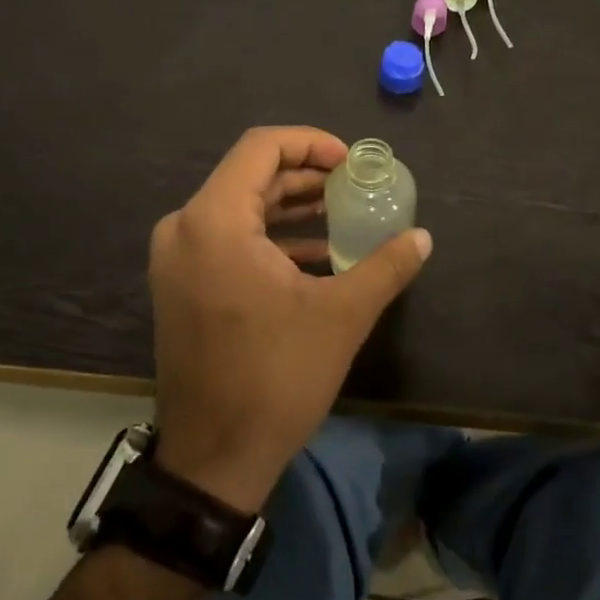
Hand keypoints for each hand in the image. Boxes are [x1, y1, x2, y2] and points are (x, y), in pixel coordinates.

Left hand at [148, 127, 431, 511]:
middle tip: (353, 186)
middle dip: (305, 176)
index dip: (311, 143)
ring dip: (290, 207)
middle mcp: (184, 228)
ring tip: (341, 213)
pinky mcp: (181, 286)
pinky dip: (270, 238)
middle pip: (250, 176)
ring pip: (239, 208)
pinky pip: (228, 240)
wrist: (214, 457)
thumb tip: (423, 237)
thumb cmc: (276, 377)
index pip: (261, 147)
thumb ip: (385, 266)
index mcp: (214, 221)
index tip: (351, 162)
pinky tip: (316, 255)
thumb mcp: (342, 315)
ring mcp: (176, 259)